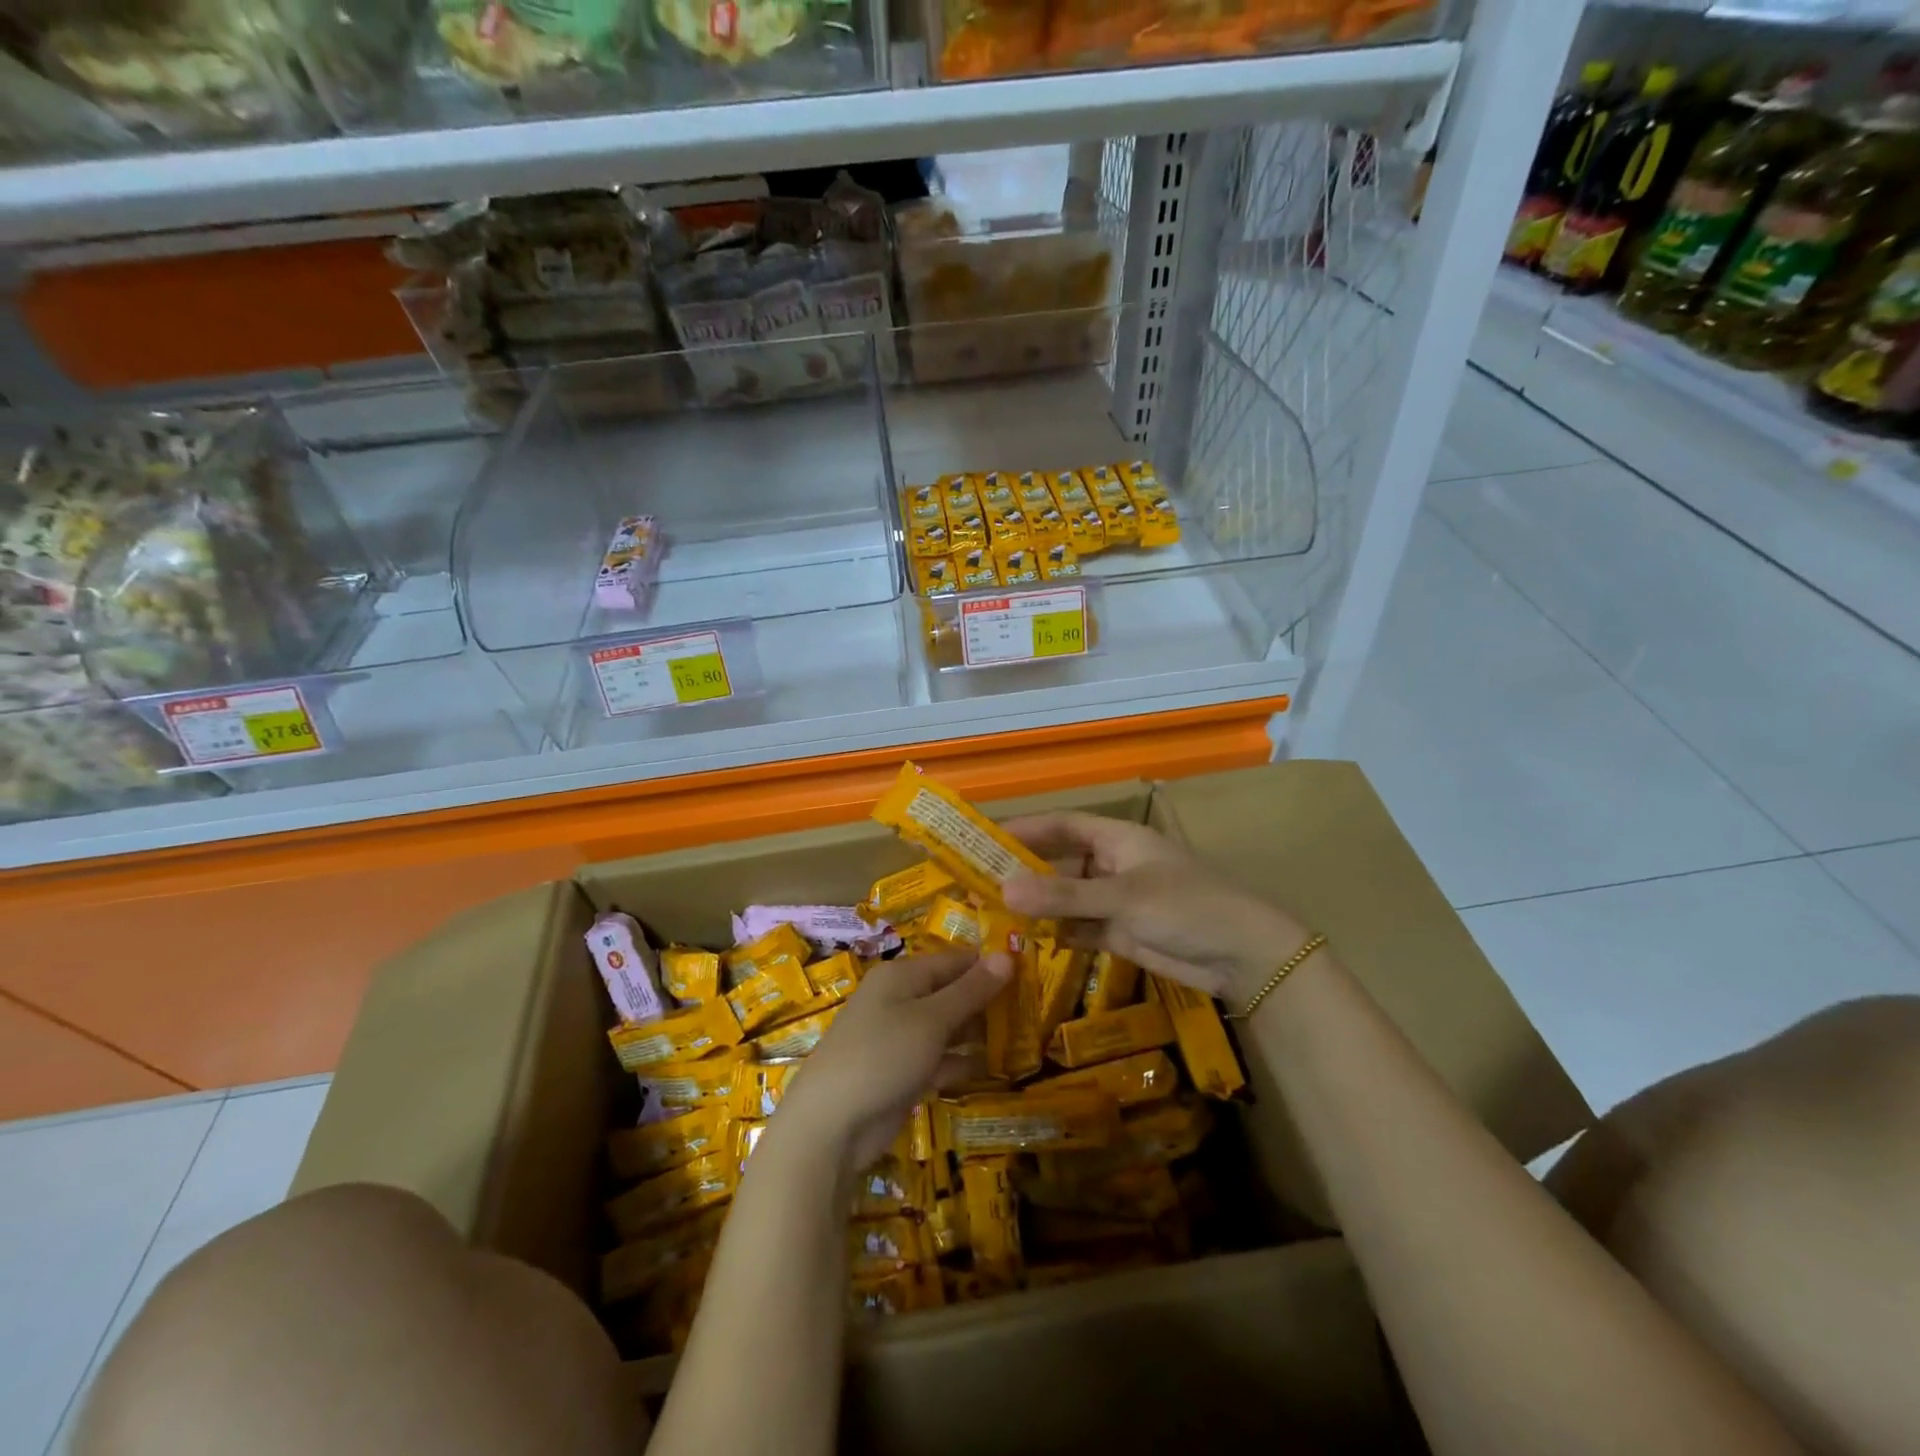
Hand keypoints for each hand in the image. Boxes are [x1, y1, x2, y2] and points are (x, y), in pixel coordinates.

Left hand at [775, 949, 1011, 1173]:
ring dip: (977, 1034)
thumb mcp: (932, 1019)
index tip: (1029, 977)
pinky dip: (960, 1062)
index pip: (954, 960)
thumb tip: (1007, 954)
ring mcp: (898, 1037)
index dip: (988, 967)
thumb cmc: (883, 1055)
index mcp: (902, 975)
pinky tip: (991, 1070)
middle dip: (986, 1002)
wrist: (831, 1123)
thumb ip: (971, 990)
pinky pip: (937, 1058)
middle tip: (1031, 1012)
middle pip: (950, 992)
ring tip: (1021, 1040)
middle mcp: (899, 999)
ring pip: (946, 1027)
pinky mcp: (900, 1072)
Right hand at [1001, 811, 1308, 1003]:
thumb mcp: (1123, 898)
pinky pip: (1079, 927)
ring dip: (1037, 906)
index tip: (983, 841)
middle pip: (1058, 863)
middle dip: (1023, 873)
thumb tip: (1002, 888)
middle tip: (977, 885)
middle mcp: (1112, 864)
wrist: (1244, 956)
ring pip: (1066, 898)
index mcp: (1116, 839)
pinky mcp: (1121, 932)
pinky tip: (1028, 940)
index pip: (1061, 825)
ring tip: (992, 916)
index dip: (1024, 830)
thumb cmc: (1187, 907)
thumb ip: (1064, 896)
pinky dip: (1057, 933)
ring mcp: (1116, 900)